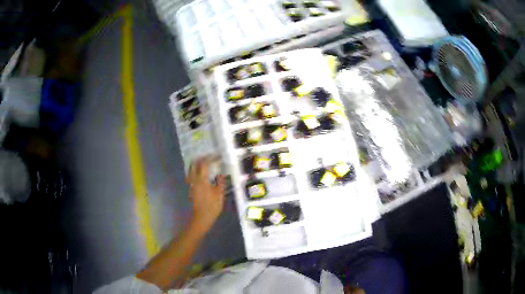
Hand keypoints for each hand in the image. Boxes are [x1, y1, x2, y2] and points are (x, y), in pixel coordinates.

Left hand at [186, 156, 225, 233]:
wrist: (201, 217)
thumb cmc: (212, 206)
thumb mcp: (219, 194)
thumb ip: (220, 182)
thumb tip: (221, 173)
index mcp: (202, 179)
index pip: (204, 164)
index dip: (210, 158)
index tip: (217, 156)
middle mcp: (194, 179)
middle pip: (194, 164)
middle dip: (201, 159)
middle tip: (210, 158)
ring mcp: (191, 184)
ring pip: (191, 169)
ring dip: (197, 164)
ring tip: (206, 164)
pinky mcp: (190, 188)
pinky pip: (191, 175)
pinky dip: (196, 170)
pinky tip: (202, 173)